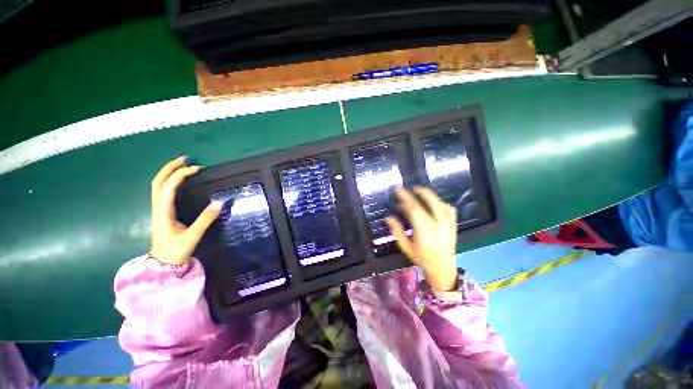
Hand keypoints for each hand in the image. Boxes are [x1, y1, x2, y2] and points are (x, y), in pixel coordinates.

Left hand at [150, 157, 222, 265]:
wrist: (163, 265)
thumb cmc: (176, 251)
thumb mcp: (193, 236)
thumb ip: (206, 219)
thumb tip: (219, 202)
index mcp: (163, 213)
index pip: (168, 187)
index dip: (181, 175)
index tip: (197, 169)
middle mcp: (158, 208)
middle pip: (157, 182)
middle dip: (169, 168)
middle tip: (185, 159)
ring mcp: (158, 211)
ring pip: (157, 186)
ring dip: (167, 173)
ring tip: (181, 165)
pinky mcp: (162, 213)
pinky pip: (161, 192)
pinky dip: (168, 182)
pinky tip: (178, 181)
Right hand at [386, 187, 457, 290]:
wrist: (443, 268)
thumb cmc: (421, 258)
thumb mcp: (405, 246)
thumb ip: (397, 231)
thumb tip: (388, 217)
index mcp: (424, 232)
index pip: (414, 209)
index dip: (405, 198)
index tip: (398, 191)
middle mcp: (438, 226)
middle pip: (429, 203)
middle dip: (417, 193)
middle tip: (408, 188)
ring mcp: (448, 224)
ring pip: (439, 203)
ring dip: (428, 195)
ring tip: (418, 191)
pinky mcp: (454, 224)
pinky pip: (449, 208)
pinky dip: (440, 202)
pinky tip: (433, 202)